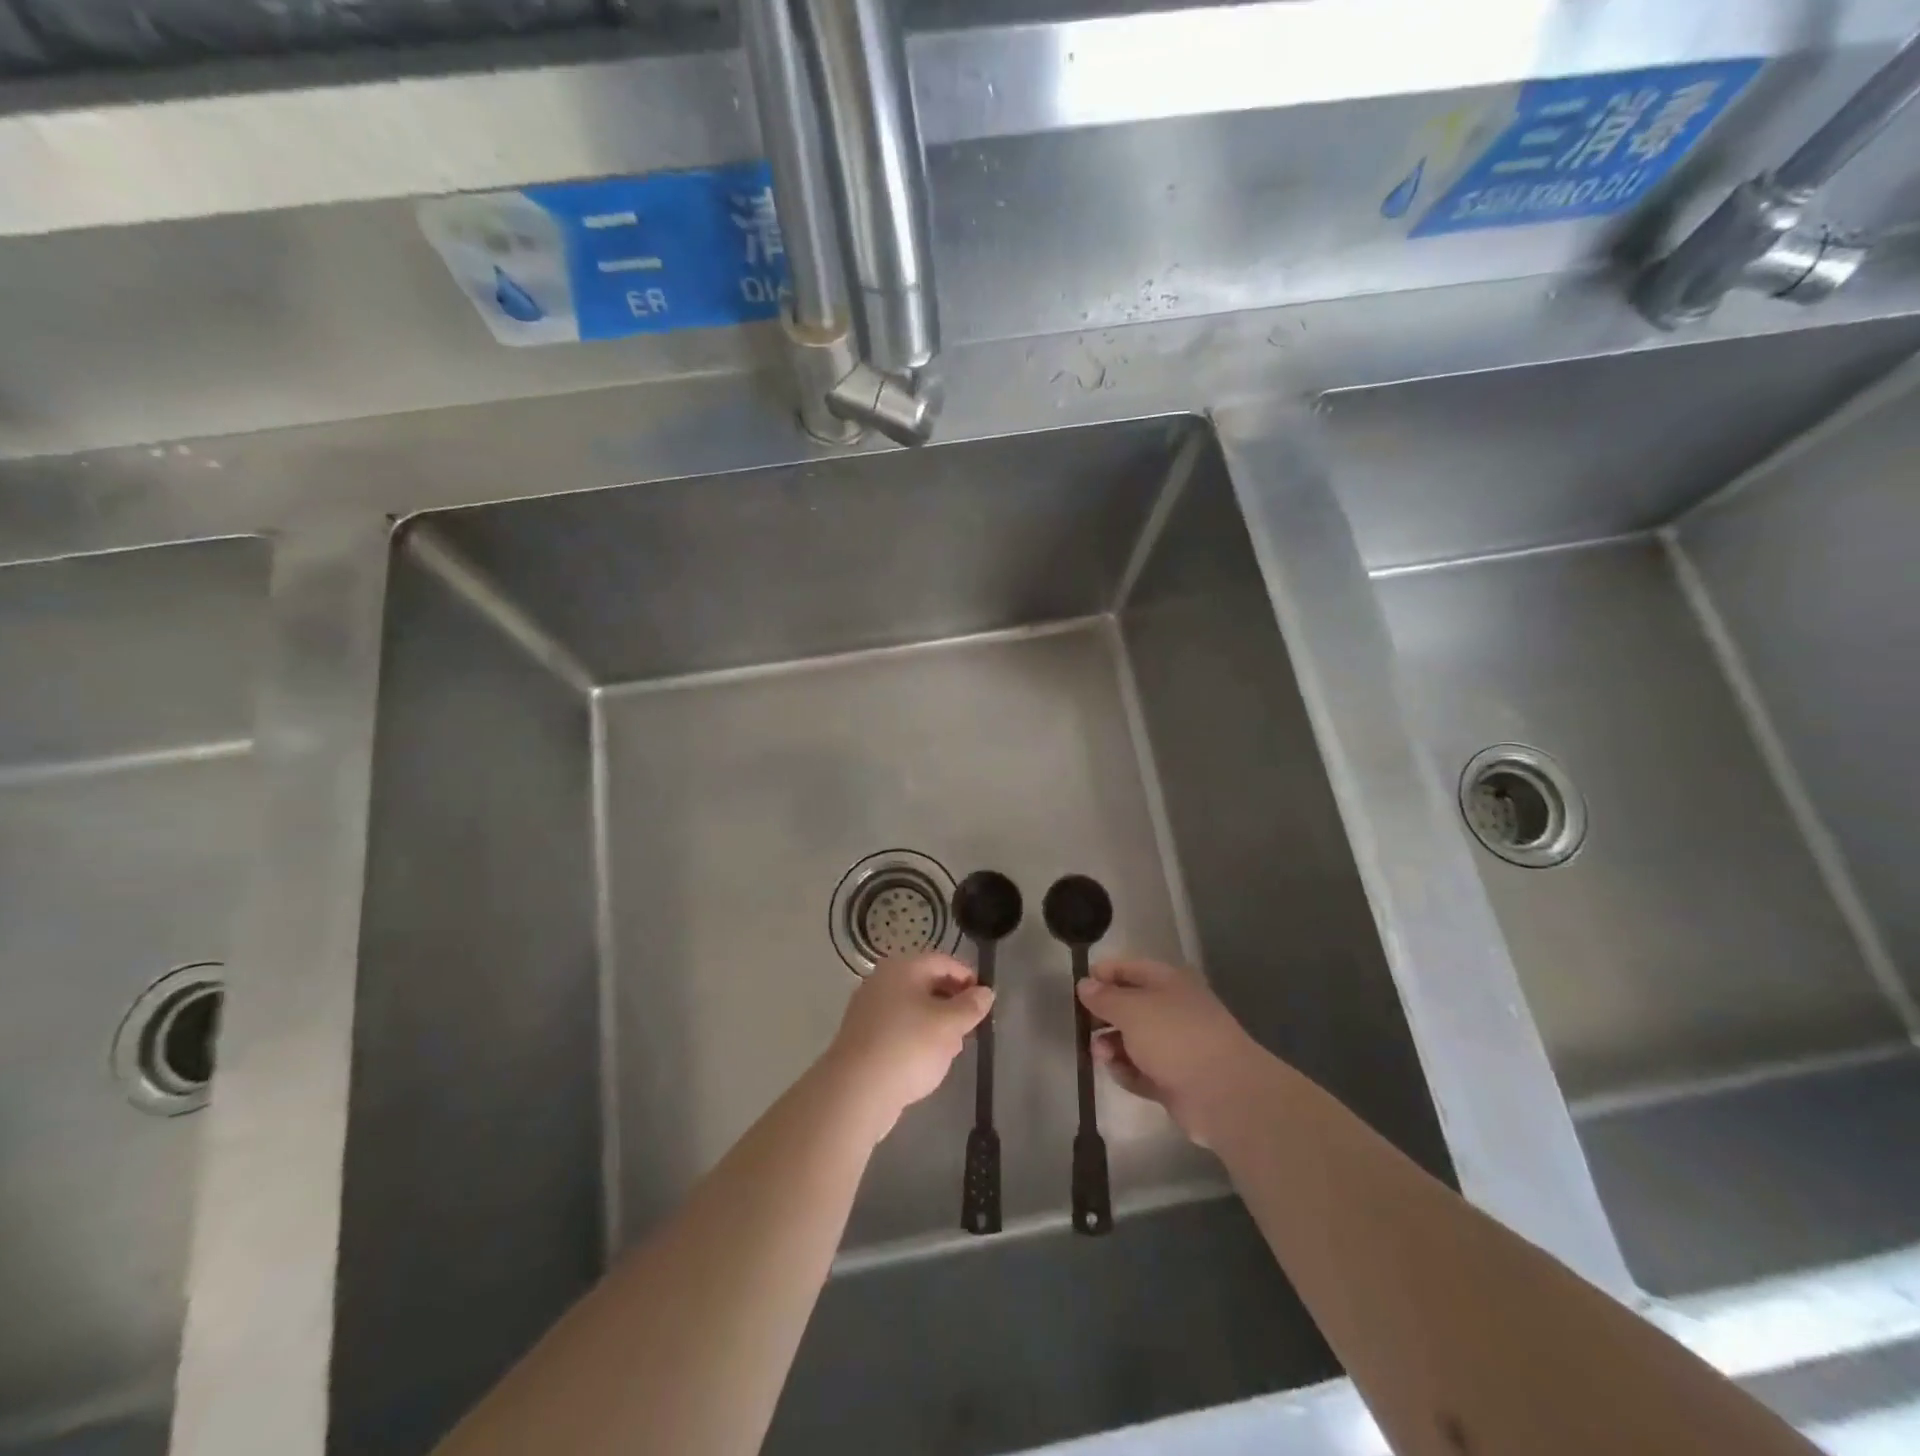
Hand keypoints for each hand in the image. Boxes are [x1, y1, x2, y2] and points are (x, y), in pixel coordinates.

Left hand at [825, 952, 993, 1143]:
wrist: (855, 1091)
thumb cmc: (908, 1047)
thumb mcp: (949, 1025)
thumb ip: (971, 1006)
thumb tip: (985, 992)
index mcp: (902, 968)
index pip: (943, 962)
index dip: (968, 978)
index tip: (985, 1001)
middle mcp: (882, 981)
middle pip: (926, 983)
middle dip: (952, 1003)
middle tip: (971, 1026)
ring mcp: (868, 1009)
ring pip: (912, 1008)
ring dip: (936, 1023)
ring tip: (952, 1049)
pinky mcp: (862, 1037)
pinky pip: (897, 1029)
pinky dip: (915, 1038)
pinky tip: (926, 1062)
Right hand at [1077, 959, 1271, 1147]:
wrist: (1225, 1094)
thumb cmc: (1175, 1037)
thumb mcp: (1132, 1010)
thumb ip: (1104, 997)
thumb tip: (1085, 984)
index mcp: (1169, 982)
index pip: (1129, 969)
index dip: (1102, 975)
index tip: (1078, 988)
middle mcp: (1173, 1010)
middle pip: (1130, 1006)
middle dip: (1104, 1016)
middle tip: (1085, 1027)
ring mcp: (1176, 1047)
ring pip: (1133, 1041)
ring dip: (1112, 1046)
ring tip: (1101, 1055)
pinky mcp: (1175, 1080)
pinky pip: (1142, 1070)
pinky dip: (1127, 1071)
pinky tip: (1117, 1073)